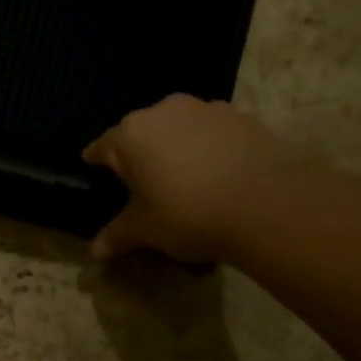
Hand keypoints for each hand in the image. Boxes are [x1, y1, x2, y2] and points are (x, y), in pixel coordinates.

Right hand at [83, 94, 291, 263]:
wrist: (267, 202)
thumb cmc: (188, 213)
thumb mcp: (146, 230)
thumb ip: (118, 235)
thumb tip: (95, 252)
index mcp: (131, 135)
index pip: (102, 147)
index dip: (96, 162)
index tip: (93, 171)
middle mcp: (164, 111)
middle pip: (141, 133)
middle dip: (139, 155)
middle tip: (143, 184)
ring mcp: (206, 109)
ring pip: (180, 128)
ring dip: (177, 148)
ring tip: (185, 179)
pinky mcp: (242, 117)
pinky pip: (213, 133)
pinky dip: (209, 149)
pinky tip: (219, 175)